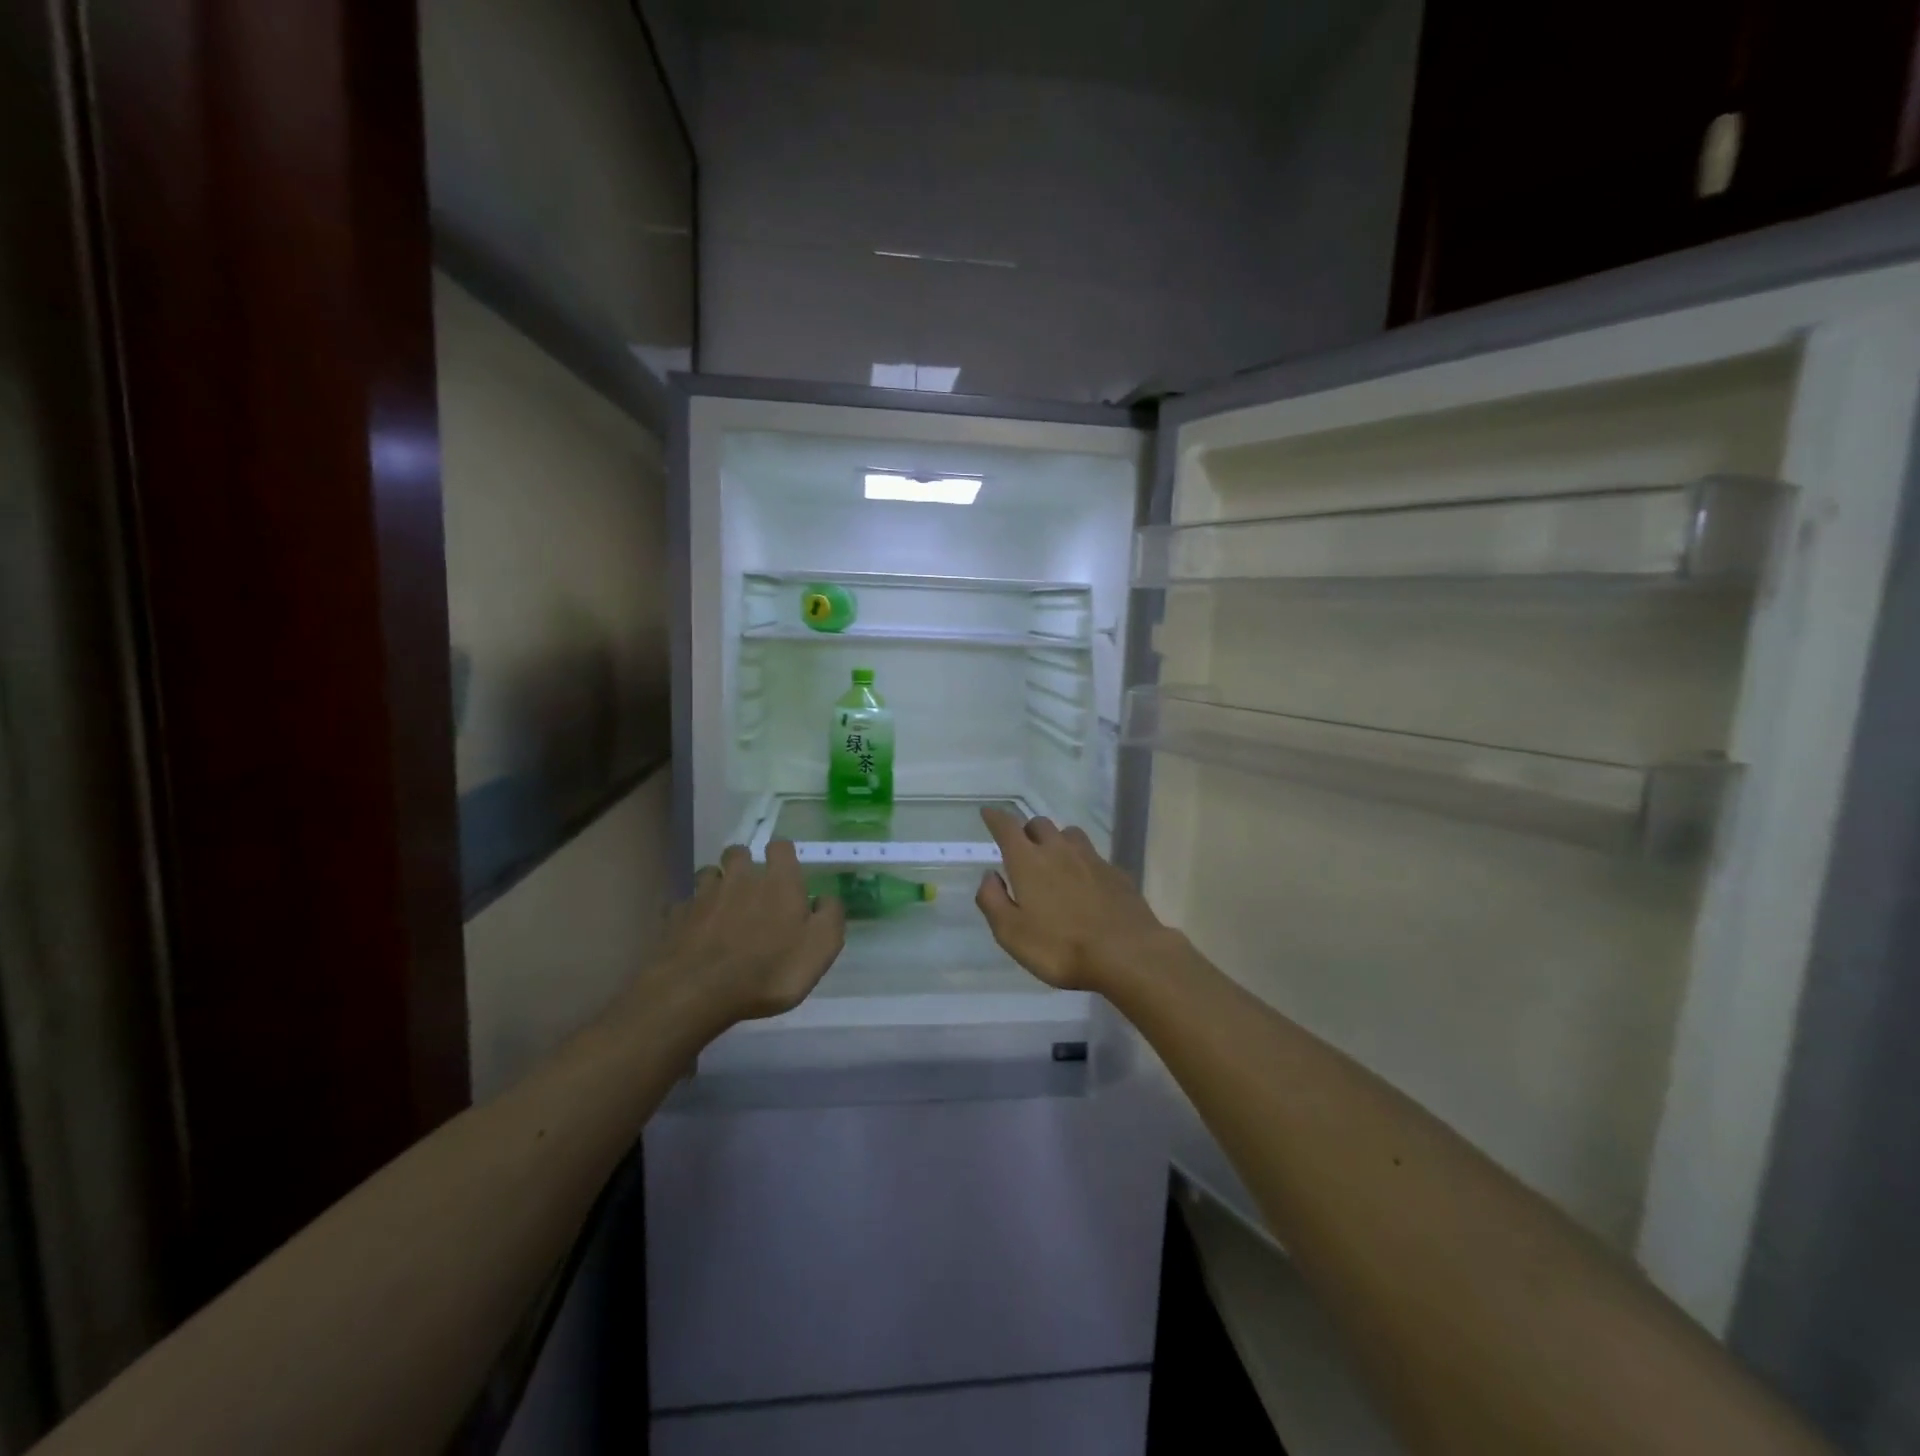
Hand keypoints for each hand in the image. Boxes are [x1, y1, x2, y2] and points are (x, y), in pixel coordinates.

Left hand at [649, 841, 845, 1026]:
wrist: (699, 991)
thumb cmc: (769, 970)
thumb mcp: (821, 948)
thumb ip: (830, 917)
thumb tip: (825, 899)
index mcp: (778, 882)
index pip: (781, 847)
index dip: (783, 855)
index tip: (786, 869)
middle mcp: (740, 878)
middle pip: (738, 852)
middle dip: (744, 862)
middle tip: (750, 885)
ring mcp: (704, 895)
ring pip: (709, 873)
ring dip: (715, 883)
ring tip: (721, 905)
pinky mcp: (676, 916)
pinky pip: (684, 904)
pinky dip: (690, 913)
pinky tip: (695, 931)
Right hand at [975, 807, 1173, 991]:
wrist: (1127, 954)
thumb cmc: (1061, 947)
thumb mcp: (1012, 933)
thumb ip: (993, 900)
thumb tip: (990, 876)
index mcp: (1029, 861)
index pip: (1007, 827)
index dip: (995, 818)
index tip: (988, 814)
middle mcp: (1059, 850)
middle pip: (1039, 824)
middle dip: (1026, 831)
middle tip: (1021, 848)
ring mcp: (1092, 859)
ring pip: (1069, 834)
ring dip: (1056, 840)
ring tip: (1054, 860)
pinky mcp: (1116, 873)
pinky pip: (1093, 856)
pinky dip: (1082, 862)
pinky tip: (1085, 882)